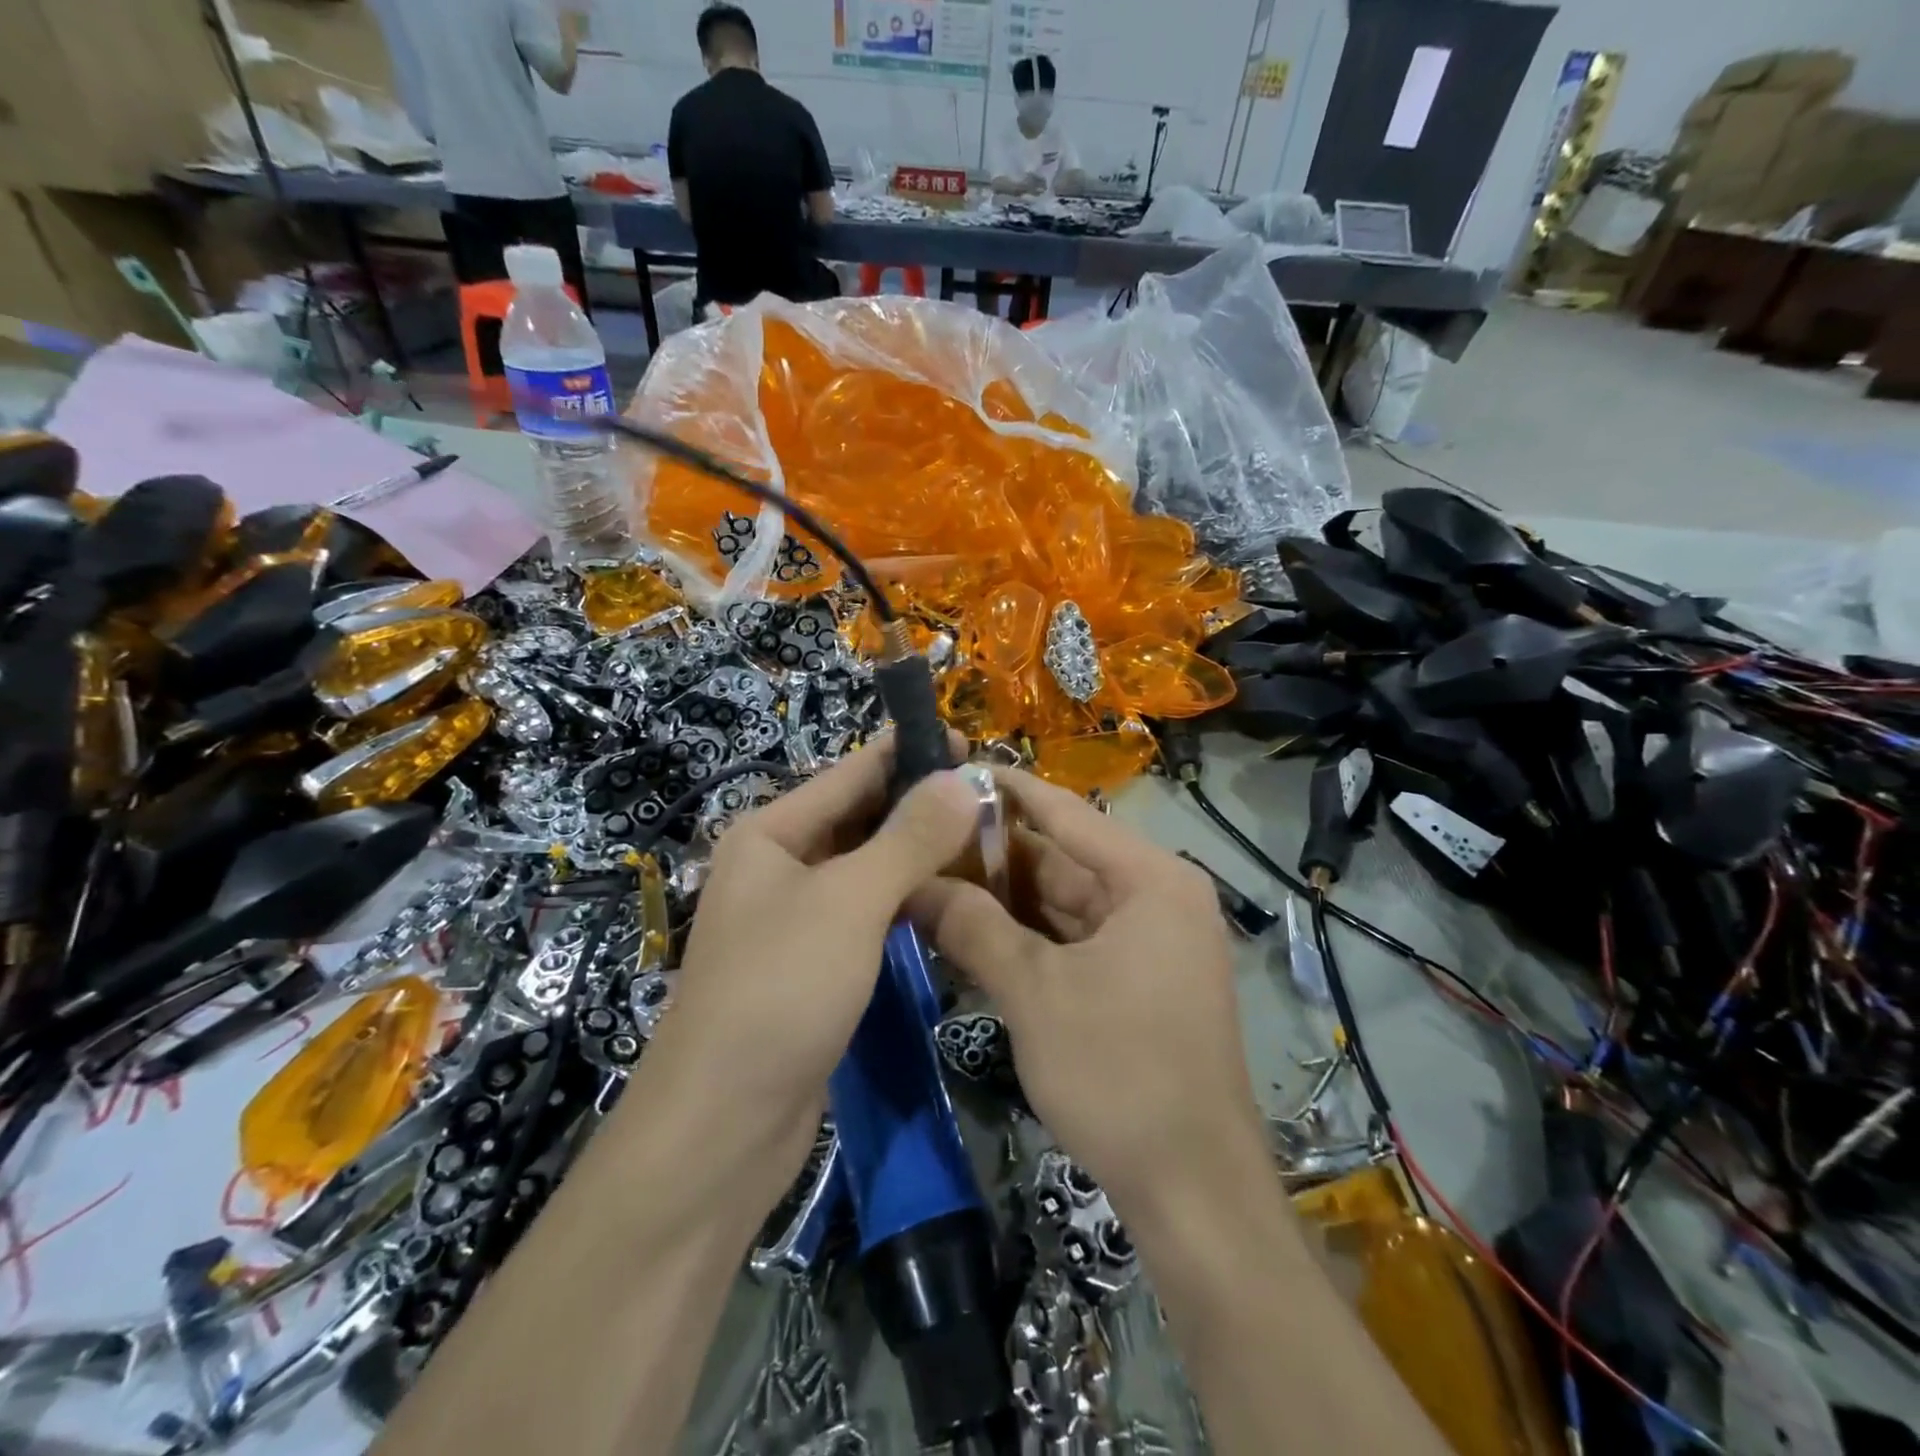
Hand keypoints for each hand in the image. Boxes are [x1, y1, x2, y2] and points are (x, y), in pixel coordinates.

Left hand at [629, 737, 978, 1182]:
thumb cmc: (780, 991)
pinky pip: (869, 913)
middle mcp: (780, 866)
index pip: (851, 773)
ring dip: (919, 853)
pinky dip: (907, 900)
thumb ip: (908, 838)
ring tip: (984, 839)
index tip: (970, 742)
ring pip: (869, 868)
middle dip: (921, 804)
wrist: (723, 1124)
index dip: (908, 752)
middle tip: (991, 796)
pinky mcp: (817, 963)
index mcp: (772, 834)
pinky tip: (951, 897)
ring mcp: (797, 918)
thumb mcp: (850, 902)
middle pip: (861, 818)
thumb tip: (961, 779)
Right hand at [910, 769, 1268, 1219]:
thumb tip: (911, 883)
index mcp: (1149, 880)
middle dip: (991, 854)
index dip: (1006, 790)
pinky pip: (1071, 940)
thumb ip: (972, 927)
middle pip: (1060, 859)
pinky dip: (1025, 937)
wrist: (1192, 1190)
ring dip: (1002, 898)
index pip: (1065, 813)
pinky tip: (969, 929)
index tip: (950, 767)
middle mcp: (1154, 897)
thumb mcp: (1034, 992)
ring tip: (932, 876)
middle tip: (922, 837)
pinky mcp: (1135, 980)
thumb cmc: (1119, 1072)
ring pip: (1061, 903)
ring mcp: (1147, 941)